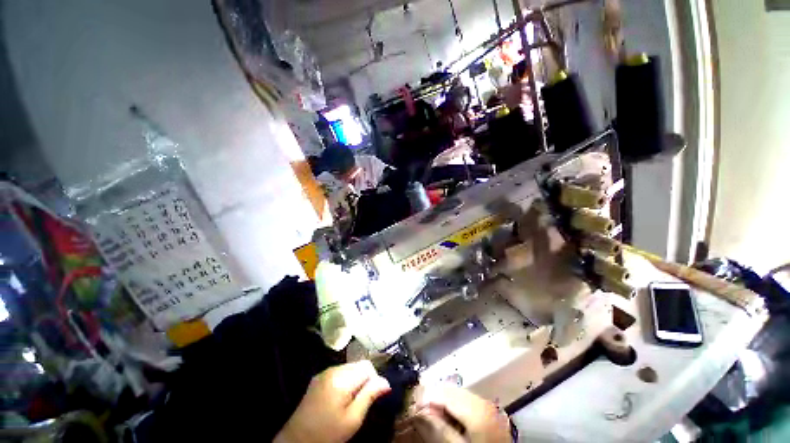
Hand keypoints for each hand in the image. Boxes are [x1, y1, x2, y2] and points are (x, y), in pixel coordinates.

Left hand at [274, 361, 390, 442]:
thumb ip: (369, 396)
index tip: (372, 396)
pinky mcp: (318, 377)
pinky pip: (338, 371)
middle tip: (361, 401)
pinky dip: (344, 380)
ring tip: (350, 400)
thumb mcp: (352, 419)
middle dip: (364, 379)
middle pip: (358, 364)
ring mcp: (324, 372)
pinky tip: (339, 397)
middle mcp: (333, 369)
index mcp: (342, 378)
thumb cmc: (327, 433)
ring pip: (349, 367)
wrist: (296, 440)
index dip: (374, 378)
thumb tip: (386, 382)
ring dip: (354, 379)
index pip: (367, 366)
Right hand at [412, 384, 510, 442]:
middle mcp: (482, 401)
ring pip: (460, 393)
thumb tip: (421, 412)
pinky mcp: (490, 411)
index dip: (428, 398)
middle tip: (421, 407)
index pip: (445, 395)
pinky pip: (468, 400)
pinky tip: (450, 414)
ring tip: (433, 411)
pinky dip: (456, 403)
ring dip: (445, 399)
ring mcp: (488, 405)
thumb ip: (440, 430)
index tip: (414, 404)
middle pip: (453, 391)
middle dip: (436, 396)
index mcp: (475, 410)